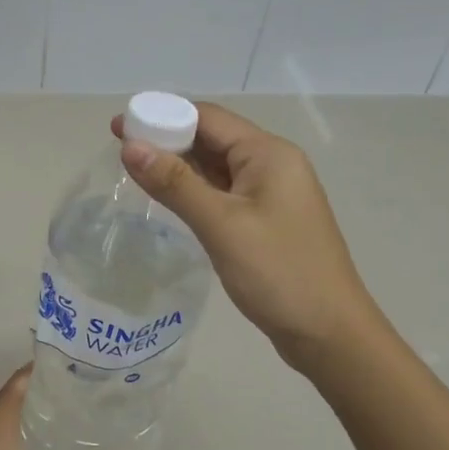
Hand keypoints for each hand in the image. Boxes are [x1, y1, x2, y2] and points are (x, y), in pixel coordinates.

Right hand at [116, 102, 373, 373]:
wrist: (328, 333)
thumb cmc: (278, 273)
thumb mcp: (222, 225)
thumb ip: (175, 184)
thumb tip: (130, 147)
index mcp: (268, 154)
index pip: (208, 118)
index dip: (162, 116)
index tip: (120, 127)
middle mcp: (273, 166)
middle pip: (213, 139)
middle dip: (167, 139)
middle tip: (120, 150)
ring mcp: (272, 196)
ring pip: (217, 168)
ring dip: (179, 166)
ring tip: (135, 171)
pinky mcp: (266, 222)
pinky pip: (224, 194)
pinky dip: (195, 191)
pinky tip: (169, 199)